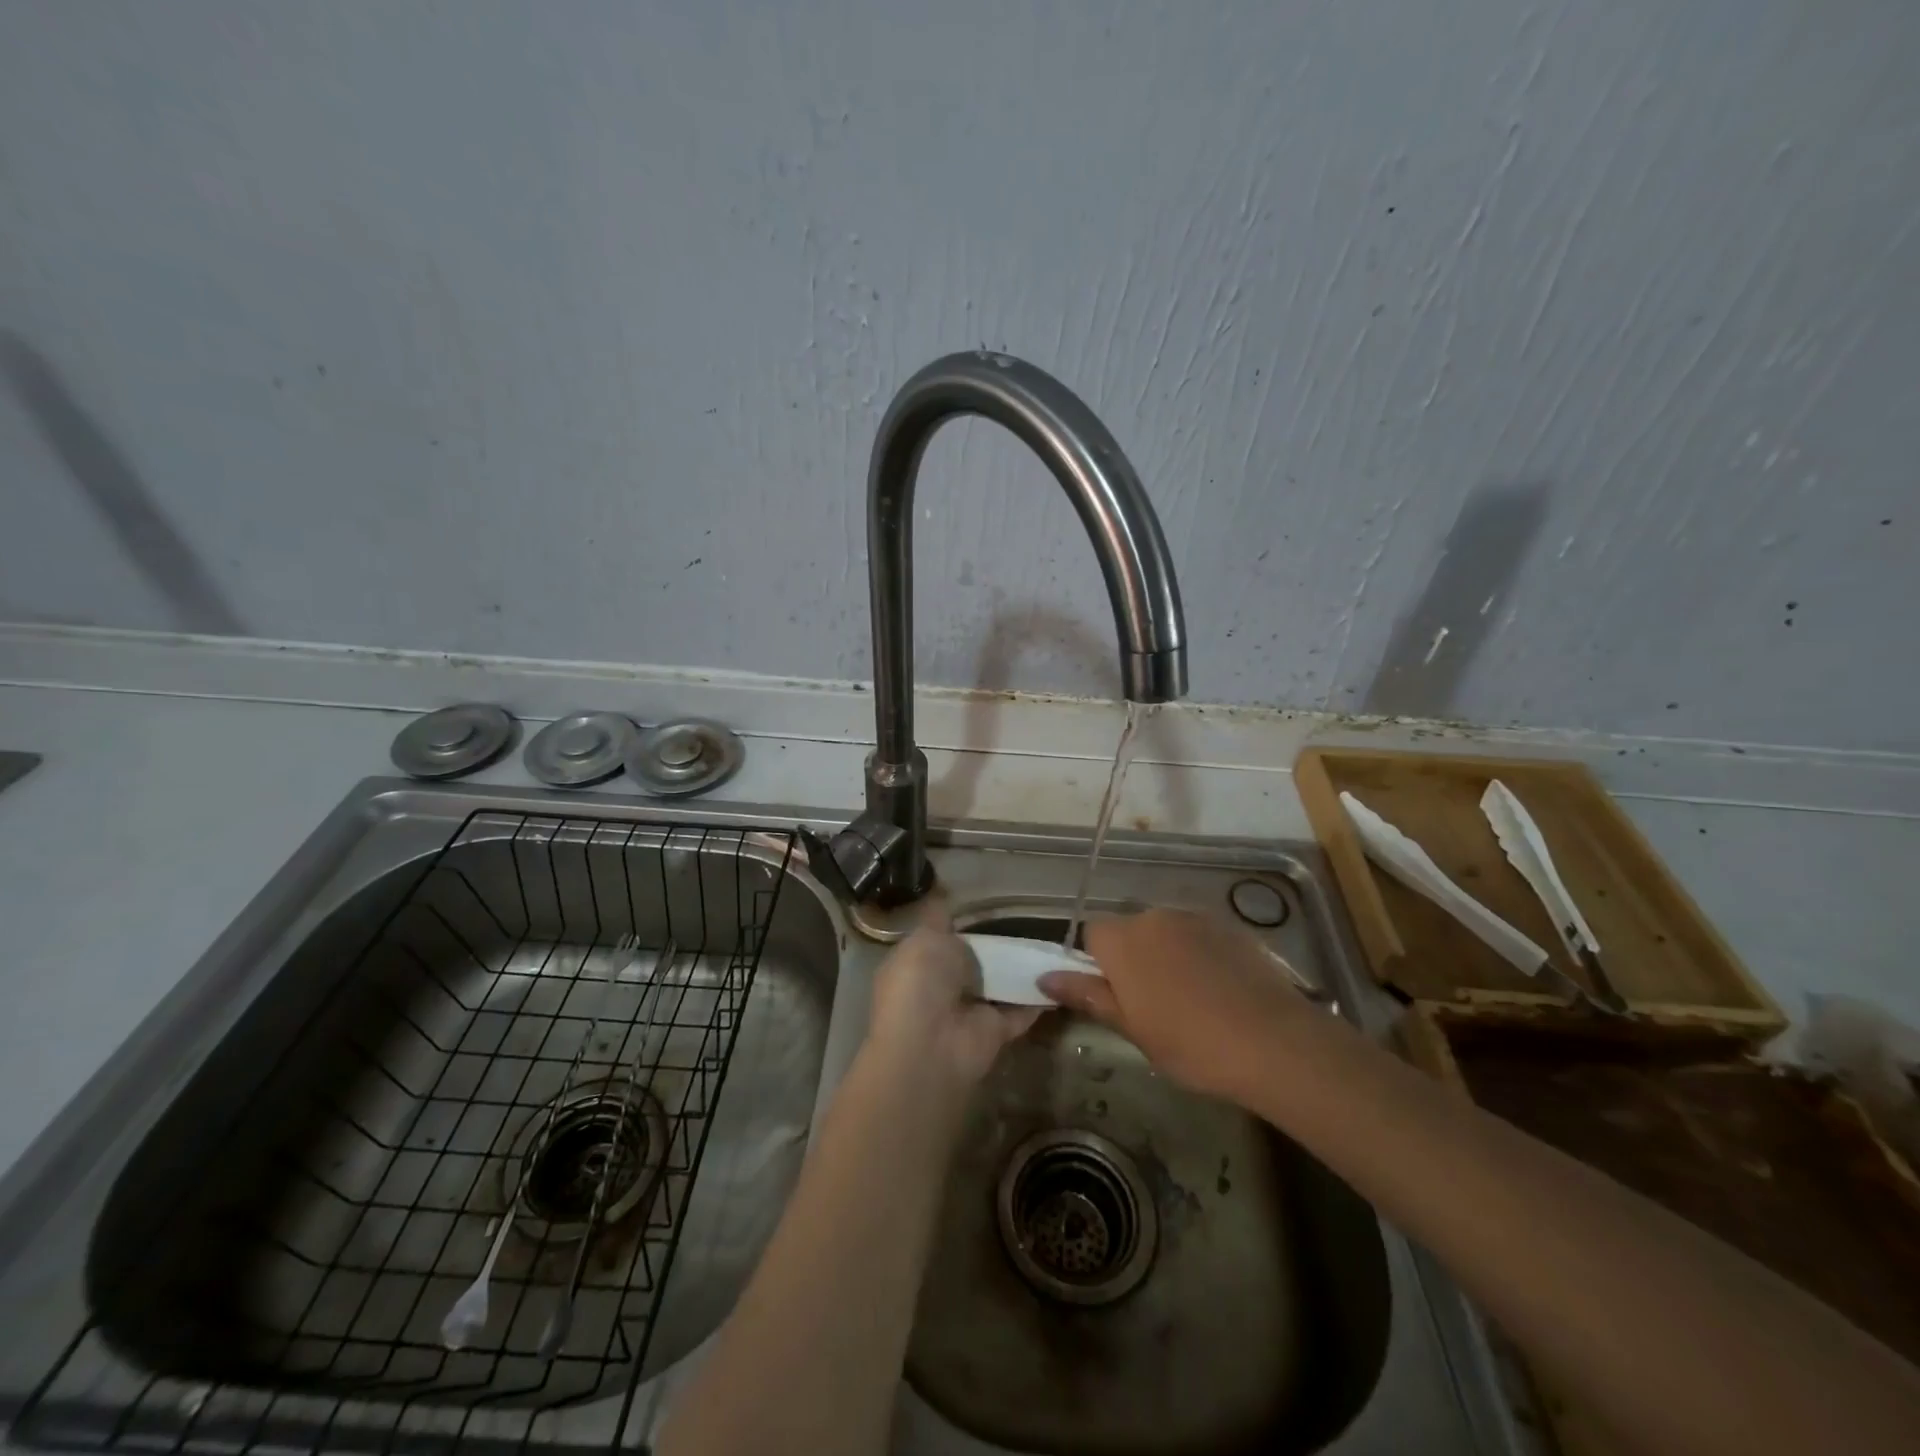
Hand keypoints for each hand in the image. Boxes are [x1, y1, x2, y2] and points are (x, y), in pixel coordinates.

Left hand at [865, 904, 1042, 1091]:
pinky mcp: (996, 1032)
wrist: (930, 1043)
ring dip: (1020, 970)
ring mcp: (969, 1012)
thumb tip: (943, 897)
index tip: (990, 908)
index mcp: (916, 963)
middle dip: (996, 946)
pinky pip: (1021, 1009)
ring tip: (1052, 943)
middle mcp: (941, 988)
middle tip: (1031, 922)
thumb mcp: (926, 937)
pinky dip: (1040, 997)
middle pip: (973, 963)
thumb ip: (940, 919)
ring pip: (998, 985)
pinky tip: (1063, 976)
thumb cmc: (921, 981)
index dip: (961, 925)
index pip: (940, 940)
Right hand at [1039, 908, 1308, 1105]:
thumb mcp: (1132, 1028)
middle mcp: (1154, 916)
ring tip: (1192, 1000)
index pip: (1092, 934)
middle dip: (1134, 959)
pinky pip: (1199, 935)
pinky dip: (1200, 955)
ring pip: (1165, 932)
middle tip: (1152, 1005)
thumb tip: (1044, 977)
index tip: (1117, 998)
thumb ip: (1087, 996)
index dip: (1099, 964)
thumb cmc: (1191, 1043)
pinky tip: (1220, 990)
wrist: (1274, 1041)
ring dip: (1167, 955)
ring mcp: (1195, 918)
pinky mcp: (1230, 926)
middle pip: (1130, 930)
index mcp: (1123, 940)